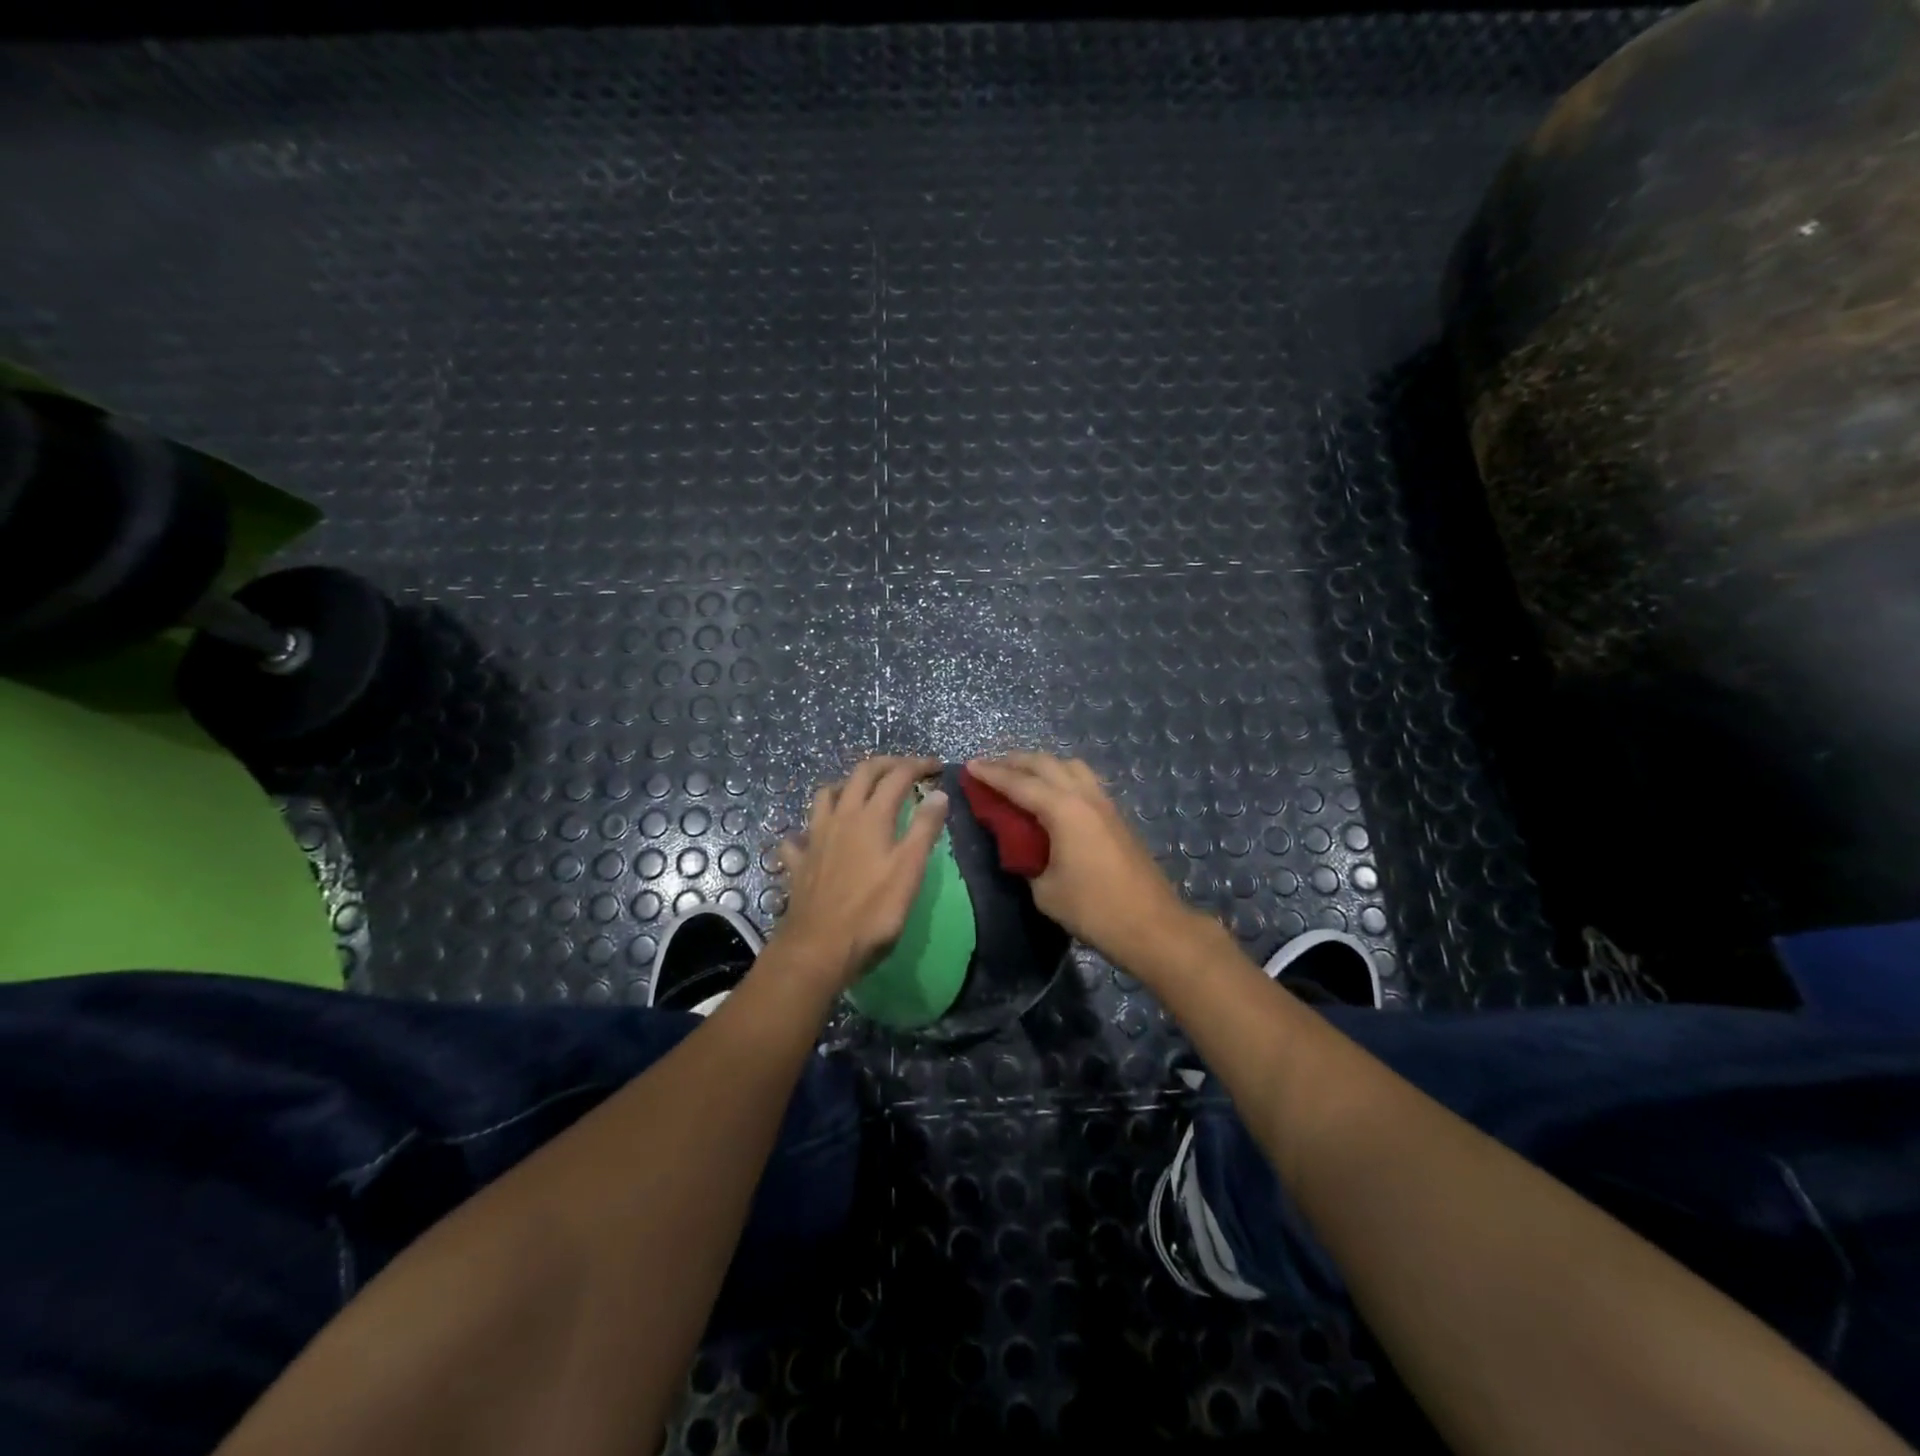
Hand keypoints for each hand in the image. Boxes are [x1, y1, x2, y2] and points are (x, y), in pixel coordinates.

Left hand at [772, 755, 949, 988]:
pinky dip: (810, 830)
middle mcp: (841, 817)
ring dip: (846, 786)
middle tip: (906, 769)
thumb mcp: (909, 870)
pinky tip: (816, 838)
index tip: (937, 767)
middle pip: (861, 774)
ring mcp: (815, 838)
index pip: (897, 776)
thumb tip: (939, 793)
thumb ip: (924, 829)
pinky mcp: (799, 862)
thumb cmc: (873, 911)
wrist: (819, 948)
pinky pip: (800, 836)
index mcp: (871, 816)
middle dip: (886, 765)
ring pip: (826, 795)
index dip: (918, 766)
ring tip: (861, 793)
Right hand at [965, 753, 1200, 966]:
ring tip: (1022, 775)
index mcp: (1064, 810)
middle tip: (990, 766)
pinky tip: (1053, 795)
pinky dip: (1062, 778)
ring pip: (1070, 766)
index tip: (970, 766)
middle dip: (1015, 761)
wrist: (1151, 925)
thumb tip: (1022, 849)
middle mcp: (1085, 797)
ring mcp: (1105, 804)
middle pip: (1046, 764)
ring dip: (1043, 765)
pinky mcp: (1117, 817)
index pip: (1019, 784)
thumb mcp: (1045, 890)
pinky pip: (1085, 782)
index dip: (992, 774)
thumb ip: (1027, 860)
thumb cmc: (1093, 909)